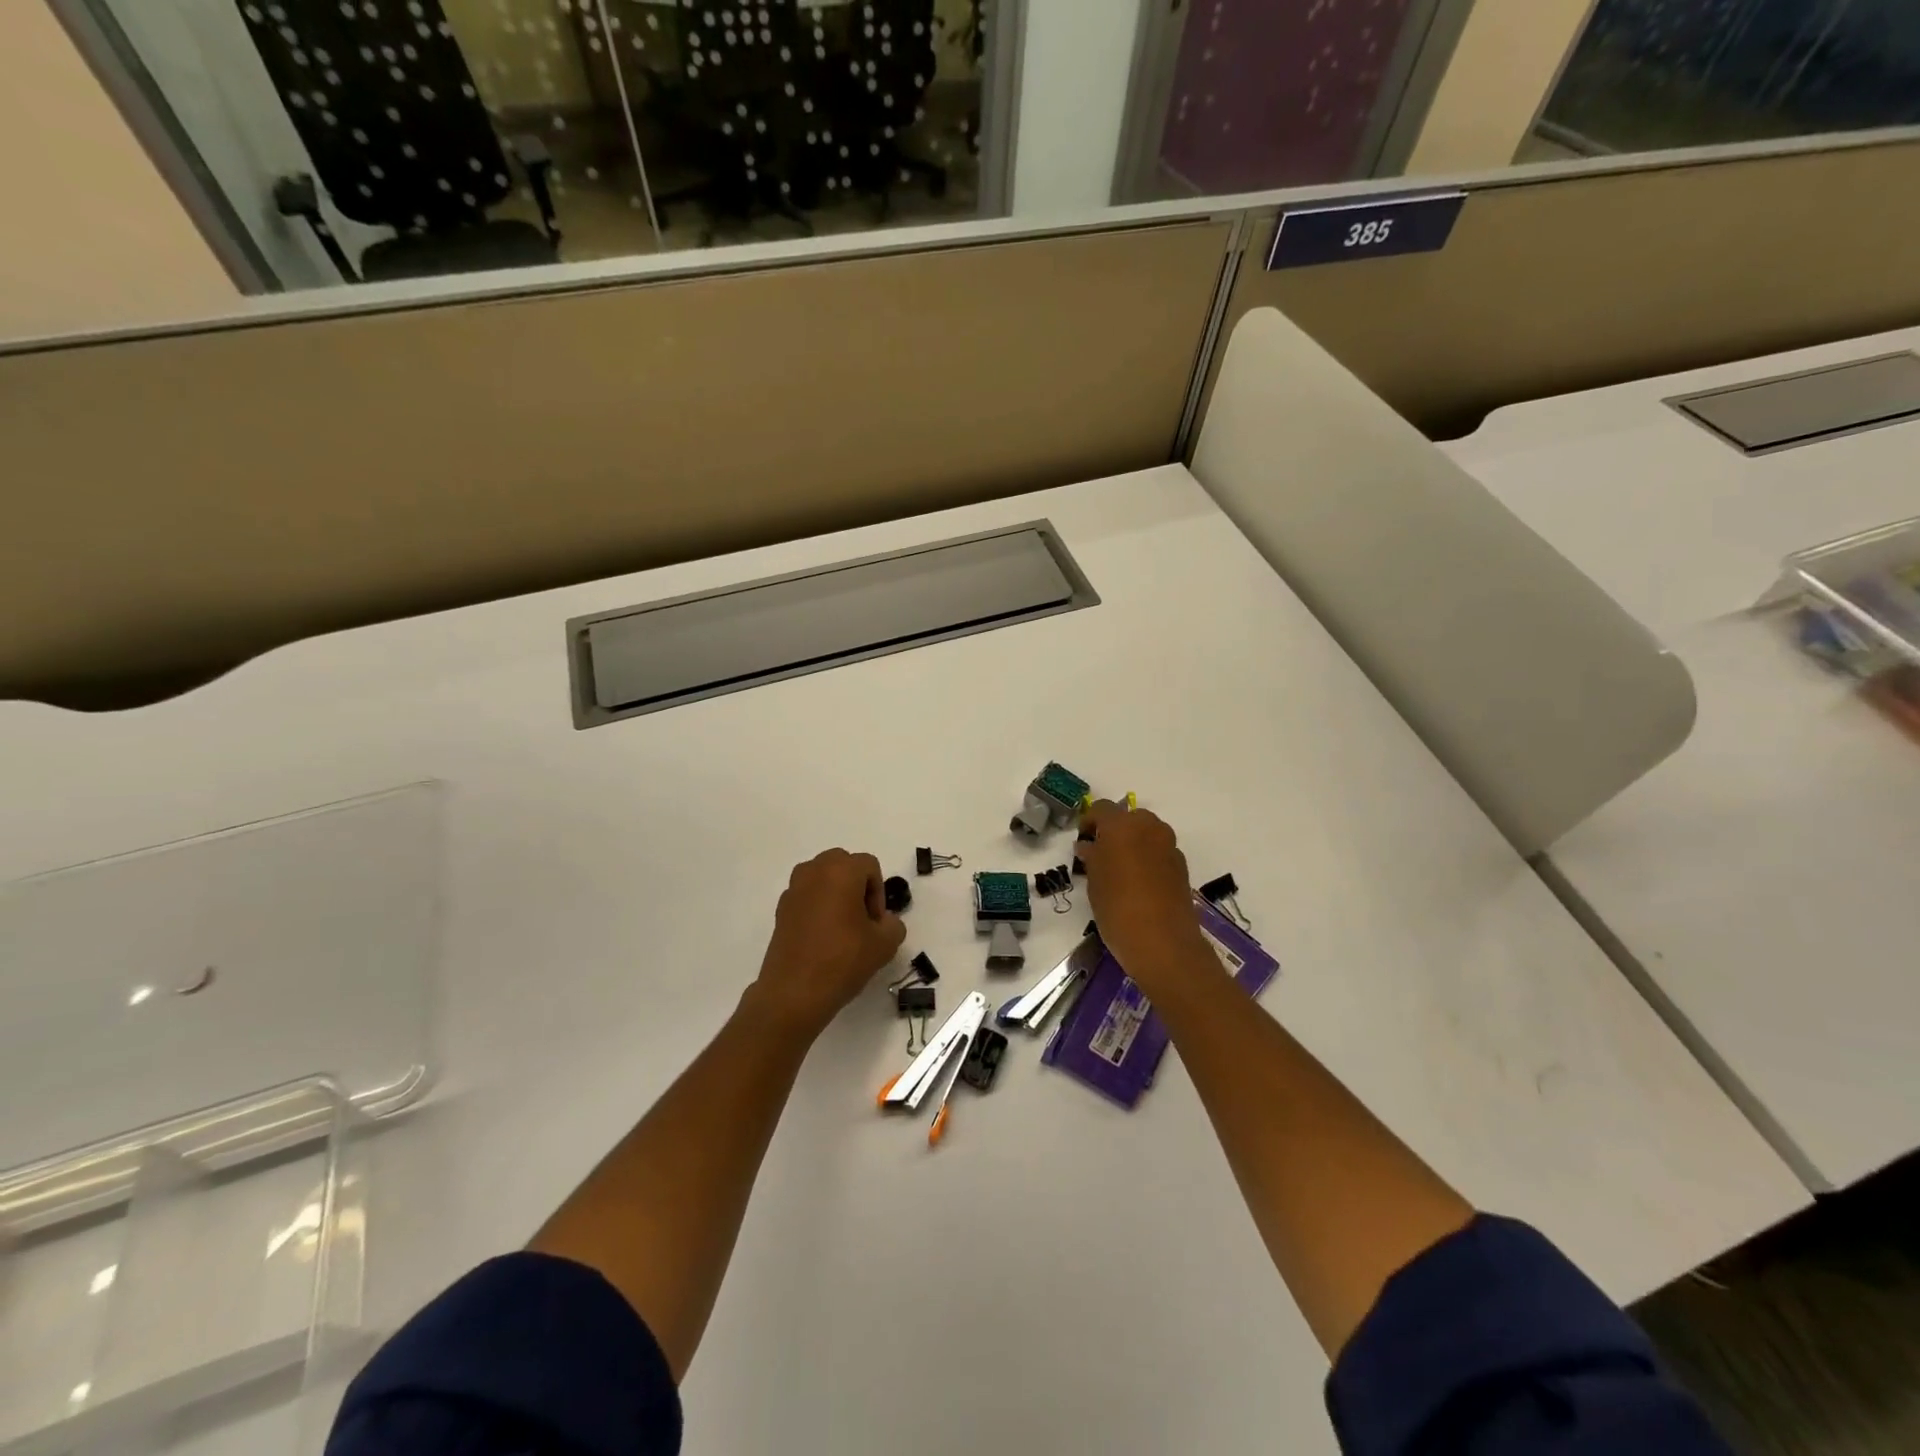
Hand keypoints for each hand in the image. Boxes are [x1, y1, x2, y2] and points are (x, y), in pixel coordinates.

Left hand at [748, 849, 905, 1038]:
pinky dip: (818, 906)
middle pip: (843, 864)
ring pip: (822, 878)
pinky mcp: (780, 909)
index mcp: (841, 871)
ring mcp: (793, 889)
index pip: (869, 865)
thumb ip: (893, 924)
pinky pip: (807, 896)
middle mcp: (814, 871)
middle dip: (857, 885)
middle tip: (862, 919)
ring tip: (842, 927)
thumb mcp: (885, 944)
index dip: (879, 892)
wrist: (794, 993)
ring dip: (836, 893)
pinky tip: (822, 938)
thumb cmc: (843, 960)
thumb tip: (883, 921)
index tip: (876, 922)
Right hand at [1074, 801, 1211, 992]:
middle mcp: (1149, 828)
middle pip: (1129, 818)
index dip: (1089, 821)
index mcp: (1122, 826)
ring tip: (1120, 870)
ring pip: (1147, 834)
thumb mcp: (1094, 882)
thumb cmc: (1117, 908)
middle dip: (1115, 830)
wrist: (1163, 943)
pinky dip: (1149, 859)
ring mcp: (1169, 846)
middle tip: (1101, 854)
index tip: (1082, 840)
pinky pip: (1160, 852)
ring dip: (1133, 844)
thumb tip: (1089, 847)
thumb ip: (1092, 858)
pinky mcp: (1182, 866)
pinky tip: (1139, 884)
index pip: (1102, 808)